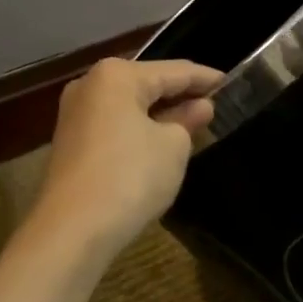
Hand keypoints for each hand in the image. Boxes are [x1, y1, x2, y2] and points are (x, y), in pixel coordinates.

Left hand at [31, 57, 224, 260]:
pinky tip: (161, 142)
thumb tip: (199, 107)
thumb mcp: (173, 146)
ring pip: (130, 105)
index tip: (231, 83)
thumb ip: (188, 120)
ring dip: (160, 113)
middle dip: (181, 95)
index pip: (175, 71)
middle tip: (215, 104)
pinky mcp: (71, 142)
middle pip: (148, 84)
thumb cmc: (130, 177)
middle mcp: (90, 85)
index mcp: (117, 76)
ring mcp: (75, 114)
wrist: (72, 230)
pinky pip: (115, 125)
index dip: (206, 78)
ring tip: (194, 123)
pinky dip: (140, 129)